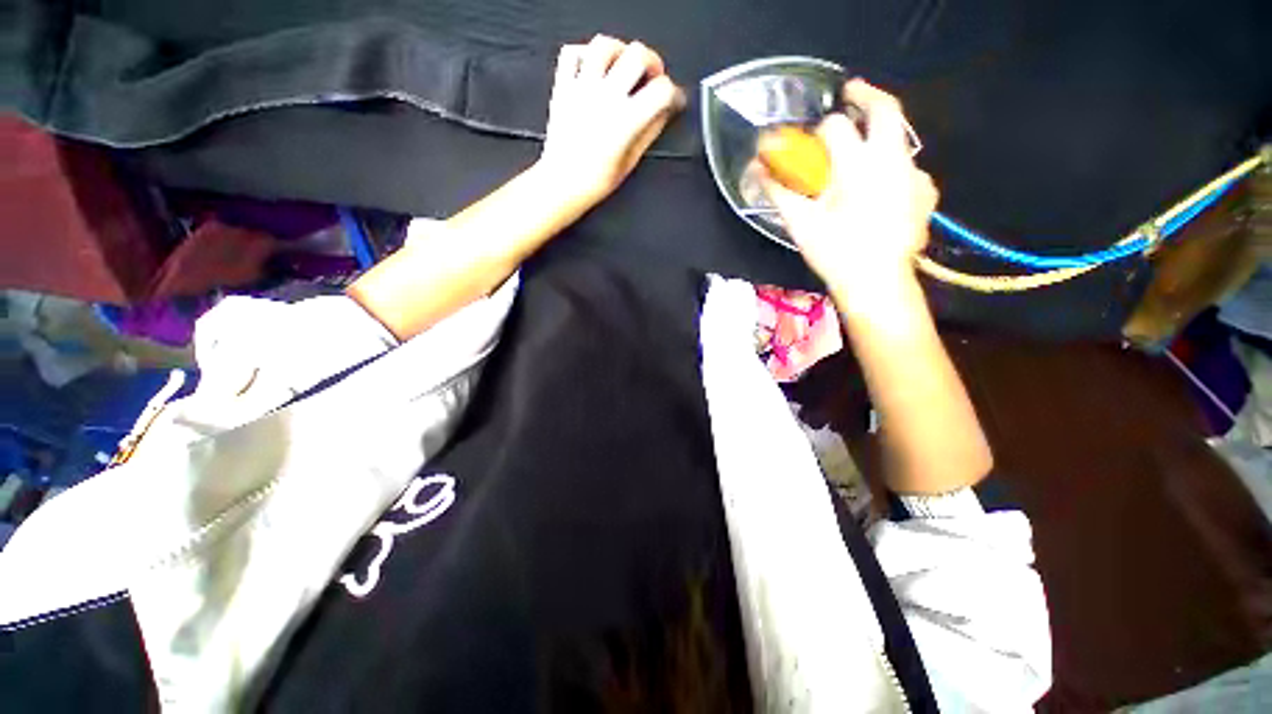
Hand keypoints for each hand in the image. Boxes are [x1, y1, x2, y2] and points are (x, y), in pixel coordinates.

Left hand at [537, 36, 685, 209]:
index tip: (672, 100)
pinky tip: (593, 68)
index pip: (661, 89)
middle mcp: (606, 97)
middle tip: (651, 77)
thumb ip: (650, 131)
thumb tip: (664, 111)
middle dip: (652, 62)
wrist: (562, 184)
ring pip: (604, 44)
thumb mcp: (630, 161)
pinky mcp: (562, 87)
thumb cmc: (596, 181)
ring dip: (620, 51)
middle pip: (636, 54)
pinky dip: (584, 54)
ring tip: (622, 67)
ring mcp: (582, 88)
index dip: (673, 92)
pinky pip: (571, 52)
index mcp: (626, 120)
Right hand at [761, 80, 937, 304]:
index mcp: (858, 163)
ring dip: (880, 138)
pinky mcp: (926, 194)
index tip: (811, 140)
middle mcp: (892, 159)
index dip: (818, 130)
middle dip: (865, 95)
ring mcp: (915, 175)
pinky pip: (910, 171)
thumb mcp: (800, 223)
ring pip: (900, 140)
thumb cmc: (835, 252)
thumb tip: (756, 172)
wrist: (877, 283)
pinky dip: (894, 172)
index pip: (835, 126)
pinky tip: (884, 191)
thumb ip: (778, 193)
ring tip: (863, 156)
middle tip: (850, 93)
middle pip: (885, 109)